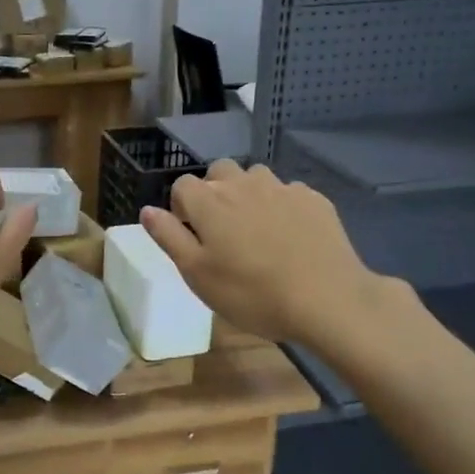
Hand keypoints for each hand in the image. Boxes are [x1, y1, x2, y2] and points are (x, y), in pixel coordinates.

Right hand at [140, 161, 391, 343]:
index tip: (192, 236)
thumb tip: (147, 211)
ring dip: (248, 195)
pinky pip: (287, 192)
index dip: (181, 208)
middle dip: (214, 193)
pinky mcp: (314, 199)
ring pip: (255, 178)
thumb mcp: (197, 274)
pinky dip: (281, 206)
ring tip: (256, 231)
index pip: (182, 186)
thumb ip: (169, 237)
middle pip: (219, 173)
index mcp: (209, 202)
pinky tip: (290, 237)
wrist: (327, 300)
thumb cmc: (251, 293)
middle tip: (222, 232)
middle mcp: (243, 184)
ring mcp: (282, 189)